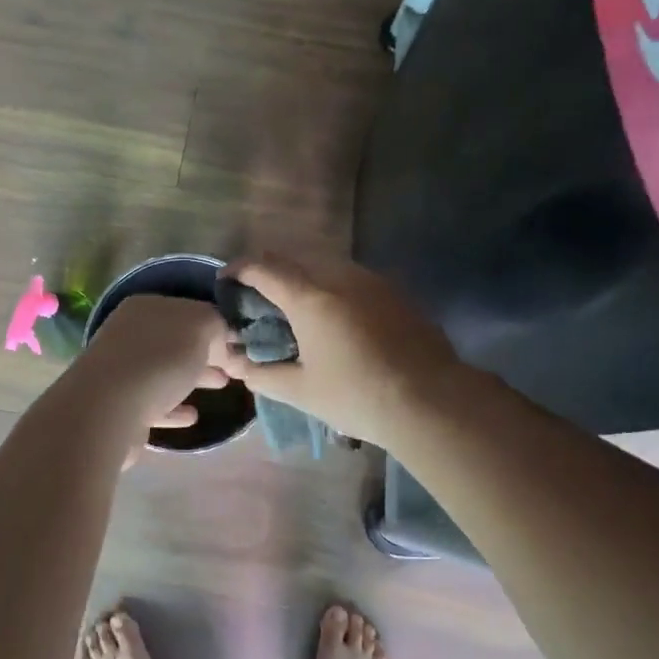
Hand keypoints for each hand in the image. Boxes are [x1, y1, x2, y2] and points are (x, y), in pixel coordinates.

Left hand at [78, 295, 230, 437]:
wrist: (109, 409)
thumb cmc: (159, 359)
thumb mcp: (200, 327)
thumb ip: (217, 324)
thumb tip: (221, 337)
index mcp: (145, 308)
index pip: (188, 310)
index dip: (216, 324)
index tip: (240, 341)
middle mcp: (129, 335)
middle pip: (176, 341)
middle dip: (207, 352)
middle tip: (235, 365)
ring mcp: (122, 371)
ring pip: (166, 371)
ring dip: (193, 377)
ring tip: (222, 385)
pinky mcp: (120, 407)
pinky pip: (155, 403)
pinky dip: (174, 407)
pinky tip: (192, 416)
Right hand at [218, 253, 464, 447]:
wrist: (431, 400)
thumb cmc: (357, 395)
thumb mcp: (301, 391)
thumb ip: (262, 374)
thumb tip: (235, 365)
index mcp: (310, 297)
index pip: (264, 268)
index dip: (240, 269)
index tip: (226, 280)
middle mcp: (339, 277)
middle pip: (295, 258)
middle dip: (270, 270)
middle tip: (258, 296)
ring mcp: (372, 282)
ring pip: (326, 264)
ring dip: (303, 275)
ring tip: (295, 305)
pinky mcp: (395, 293)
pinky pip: (352, 277)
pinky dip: (331, 286)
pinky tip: (334, 316)